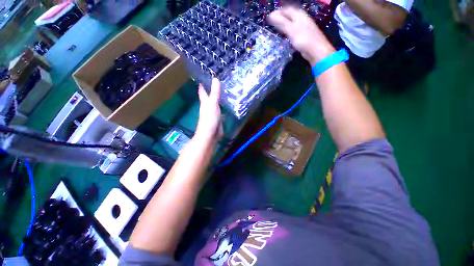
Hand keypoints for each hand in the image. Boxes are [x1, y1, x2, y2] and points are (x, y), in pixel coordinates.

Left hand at [195, 78, 222, 141]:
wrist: (211, 134)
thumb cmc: (209, 118)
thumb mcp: (212, 104)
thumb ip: (215, 92)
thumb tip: (215, 78)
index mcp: (204, 102)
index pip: (202, 90)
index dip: (203, 84)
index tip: (205, 76)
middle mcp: (208, 106)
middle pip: (209, 96)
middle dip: (212, 89)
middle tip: (218, 81)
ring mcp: (213, 112)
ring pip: (215, 102)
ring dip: (218, 97)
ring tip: (224, 90)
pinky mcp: (218, 117)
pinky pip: (221, 109)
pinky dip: (223, 105)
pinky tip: (227, 103)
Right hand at [268, 7, 335, 64]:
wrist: (315, 49)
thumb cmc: (303, 38)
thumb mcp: (290, 29)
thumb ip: (281, 22)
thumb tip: (271, 15)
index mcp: (299, 15)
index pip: (286, 10)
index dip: (277, 12)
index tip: (269, 17)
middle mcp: (301, 19)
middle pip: (289, 16)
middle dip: (281, 19)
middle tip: (272, 24)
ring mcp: (303, 28)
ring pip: (291, 24)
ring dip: (284, 27)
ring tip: (277, 30)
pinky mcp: (303, 36)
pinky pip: (293, 32)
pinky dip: (288, 33)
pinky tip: (285, 38)